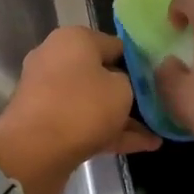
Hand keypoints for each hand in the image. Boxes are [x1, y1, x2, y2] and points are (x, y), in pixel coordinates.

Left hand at [0, 27, 160, 193]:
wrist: (33, 152)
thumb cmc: (82, 107)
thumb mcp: (122, 88)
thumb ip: (128, 82)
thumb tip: (120, 85)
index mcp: (72, 40)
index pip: (115, 44)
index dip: (139, 61)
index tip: (160, 78)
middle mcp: (57, 60)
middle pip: (102, 73)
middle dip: (129, 90)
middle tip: (159, 104)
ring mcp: (50, 94)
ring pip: (94, 101)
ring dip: (123, 116)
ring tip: (159, 130)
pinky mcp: (48, 123)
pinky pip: (86, 123)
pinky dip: (111, 133)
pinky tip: (146, 146)